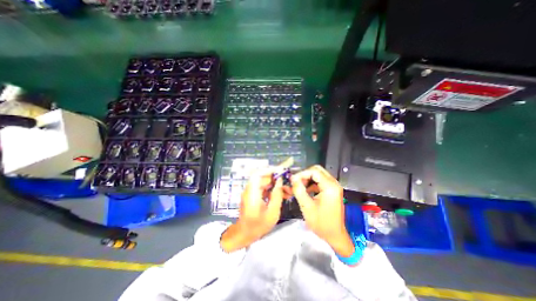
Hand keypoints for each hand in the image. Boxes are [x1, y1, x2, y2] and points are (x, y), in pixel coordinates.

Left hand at [221, 168, 288, 252]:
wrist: (244, 234)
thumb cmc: (258, 226)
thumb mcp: (272, 212)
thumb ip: (277, 195)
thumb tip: (280, 181)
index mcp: (252, 193)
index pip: (258, 174)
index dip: (269, 170)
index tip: (281, 171)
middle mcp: (250, 189)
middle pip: (263, 178)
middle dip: (276, 178)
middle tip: (288, 183)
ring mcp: (251, 192)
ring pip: (265, 182)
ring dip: (276, 184)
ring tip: (288, 191)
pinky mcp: (253, 195)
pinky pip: (264, 188)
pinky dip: (272, 189)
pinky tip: (282, 195)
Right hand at [289, 165, 354, 255]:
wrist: (335, 236)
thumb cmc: (321, 223)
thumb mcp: (307, 207)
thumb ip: (299, 190)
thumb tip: (293, 179)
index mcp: (330, 187)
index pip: (314, 171)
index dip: (302, 174)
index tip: (292, 180)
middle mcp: (334, 184)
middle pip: (317, 171)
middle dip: (305, 175)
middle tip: (296, 183)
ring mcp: (334, 187)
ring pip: (318, 175)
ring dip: (307, 179)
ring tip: (299, 187)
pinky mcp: (332, 191)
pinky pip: (320, 181)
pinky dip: (312, 184)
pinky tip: (306, 191)